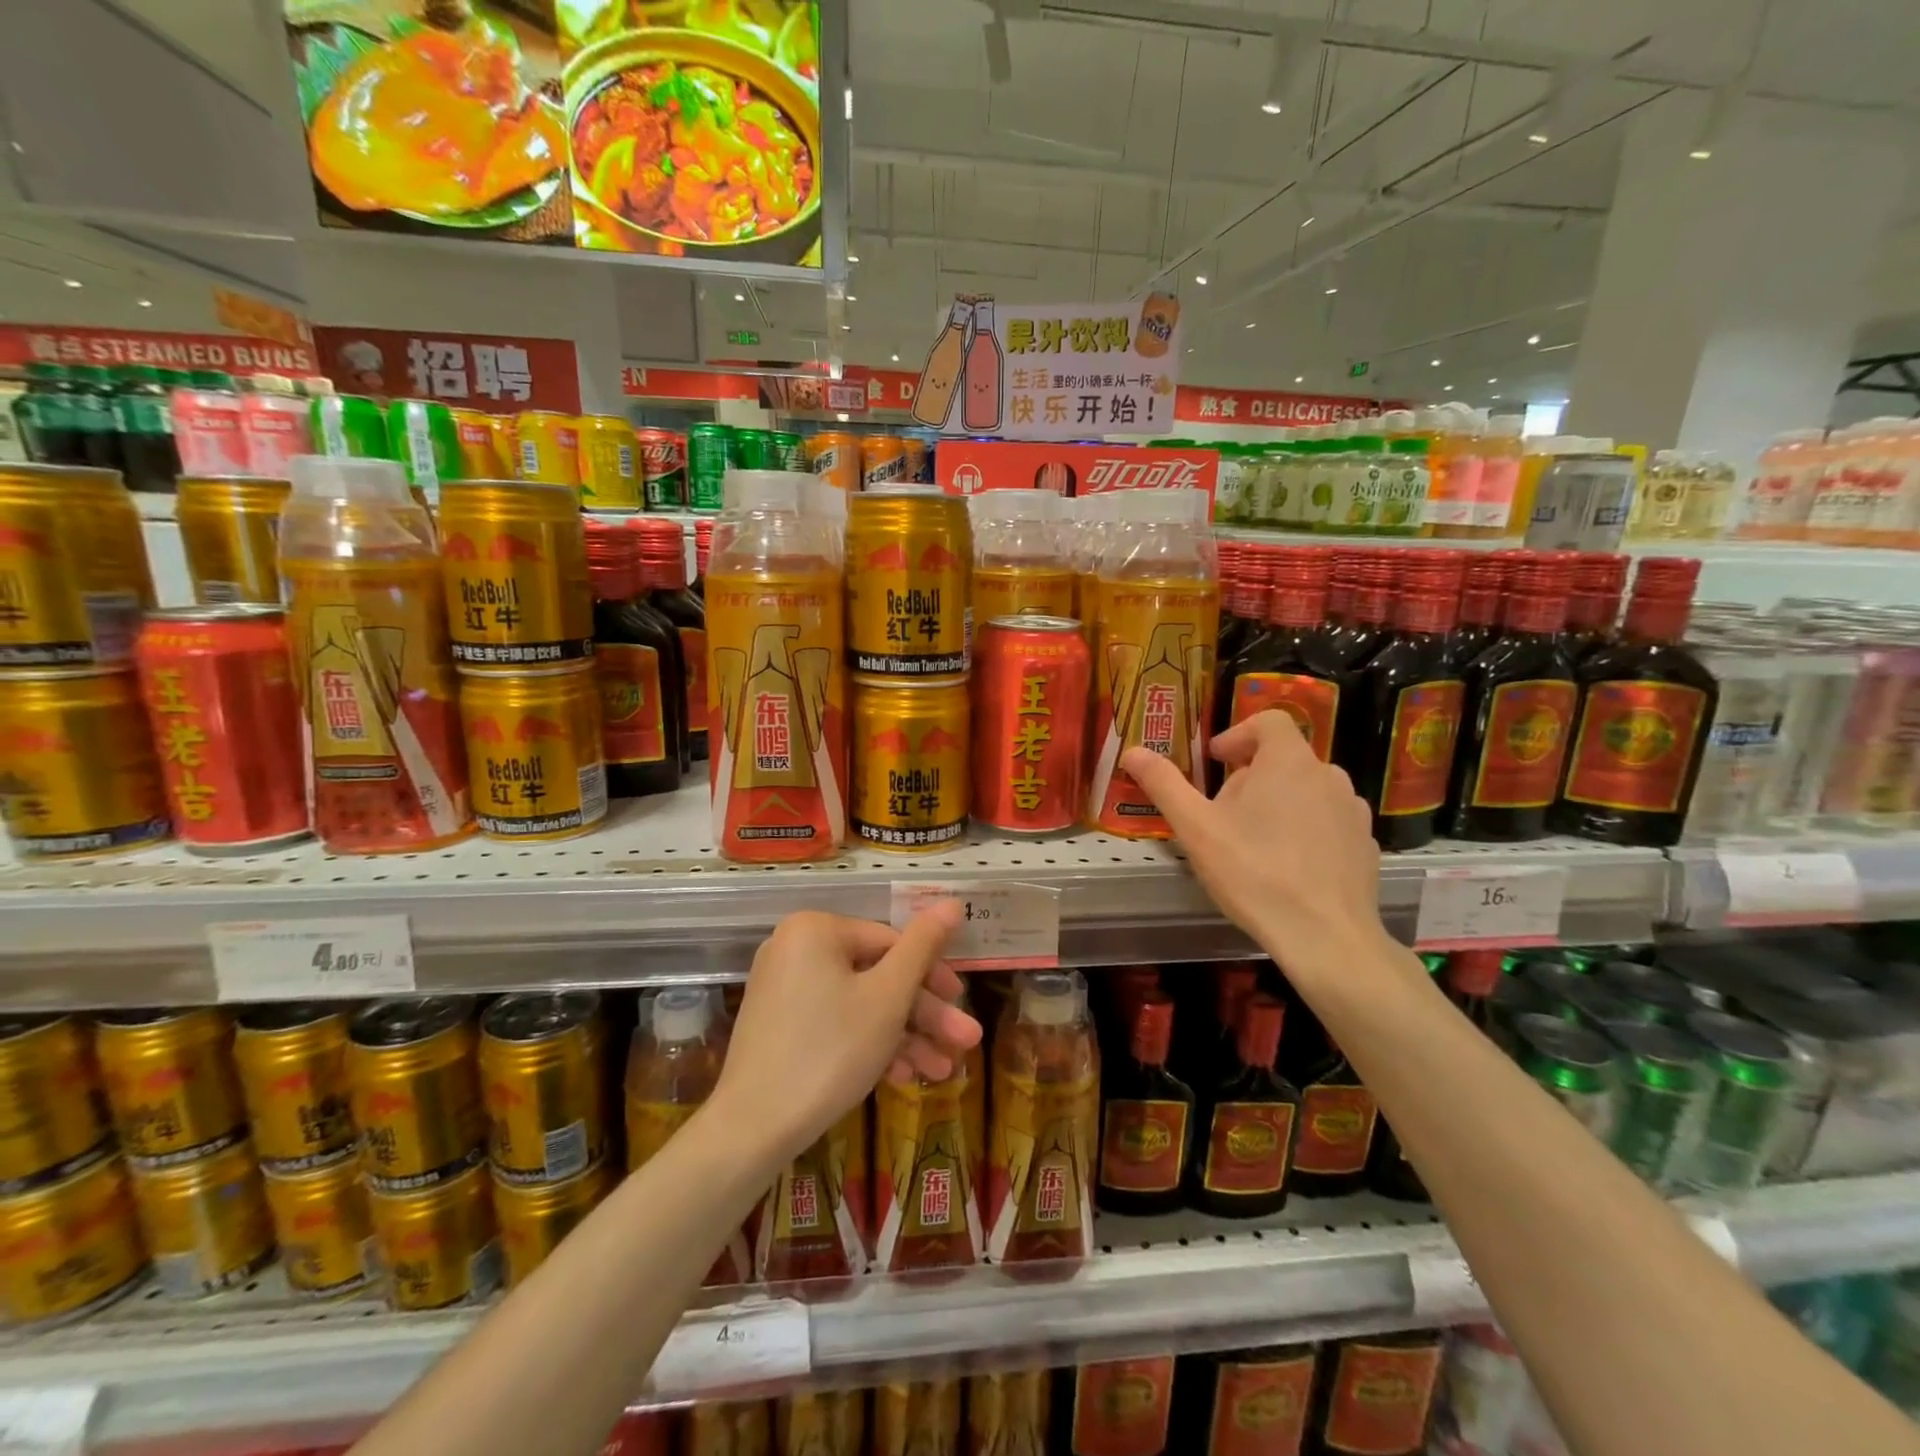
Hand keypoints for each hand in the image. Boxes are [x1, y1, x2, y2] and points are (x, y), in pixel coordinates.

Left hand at [716, 906, 981, 1162]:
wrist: (752, 1130)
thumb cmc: (830, 1051)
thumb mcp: (889, 996)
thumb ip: (923, 946)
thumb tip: (952, 901)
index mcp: (817, 929)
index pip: (892, 942)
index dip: (933, 976)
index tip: (962, 1006)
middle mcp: (796, 949)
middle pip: (877, 976)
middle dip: (924, 1014)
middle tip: (965, 1043)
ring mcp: (785, 989)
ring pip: (860, 1004)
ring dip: (905, 1036)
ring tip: (944, 1071)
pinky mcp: (780, 1026)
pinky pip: (836, 1023)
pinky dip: (870, 1045)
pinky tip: (904, 1077)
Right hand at [1121, 710, 1398, 987]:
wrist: (1325, 936)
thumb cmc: (1253, 873)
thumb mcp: (1196, 828)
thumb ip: (1164, 784)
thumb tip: (1132, 751)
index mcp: (1288, 761)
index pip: (1268, 721)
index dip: (1238, 733)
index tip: (1215, 760)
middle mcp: (1328, 775)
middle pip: (1284, 758)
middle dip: (1251, 775)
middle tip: (1223, 812)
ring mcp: (1352, 811)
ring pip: (1308, 789)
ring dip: (1279, 801)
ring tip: (1254, 839)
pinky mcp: (1365, 843)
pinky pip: (1328, 820)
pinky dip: (1306, 829)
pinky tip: (1287, 864)